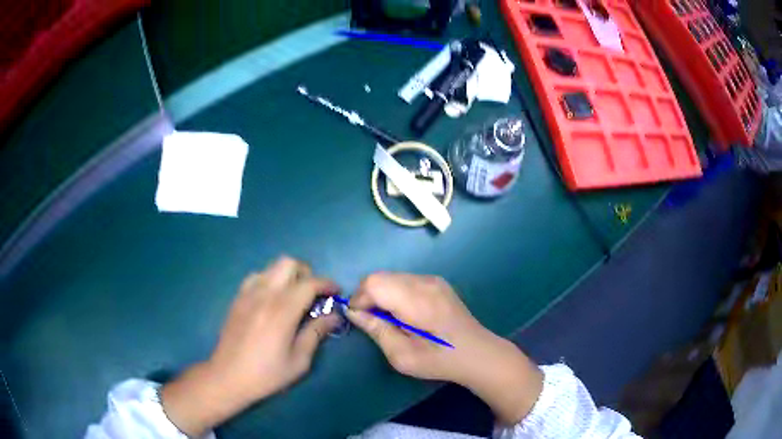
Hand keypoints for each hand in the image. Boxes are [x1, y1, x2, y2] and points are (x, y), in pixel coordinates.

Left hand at [161, 257, 340, 436]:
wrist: (228, 377)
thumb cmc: (266, 374)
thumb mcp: (298, 360)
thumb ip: (316, 333)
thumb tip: (334, 317)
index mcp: (282, 310)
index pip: (310, 283)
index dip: (327, 284)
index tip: (336, 292)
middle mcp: (265, 294)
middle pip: (288, 263)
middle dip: (306, 273)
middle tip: (313, 294)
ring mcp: (248, 293)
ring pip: (271, 267)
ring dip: (287, 275)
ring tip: (293, 296)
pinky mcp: (237, 298)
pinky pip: (256, 277)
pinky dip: (269, 280)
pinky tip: (271, 300)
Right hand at [346, 273, 543, 424]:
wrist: (477, 353)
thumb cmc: (439, 360)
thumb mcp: (402, 355)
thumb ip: (376, 330)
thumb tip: (353, 312)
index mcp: (417, 301)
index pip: (374, 283)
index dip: (359, 299)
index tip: (360, 320)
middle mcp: (424, 282)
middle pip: (380, 276)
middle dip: (368, 296)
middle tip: (372, 321)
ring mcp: (432, 279)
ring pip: (391, 276)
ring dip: (381, 294)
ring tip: (390, 319)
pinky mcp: (437, 282)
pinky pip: (404, 280)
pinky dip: (395, 292)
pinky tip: (405, 313)